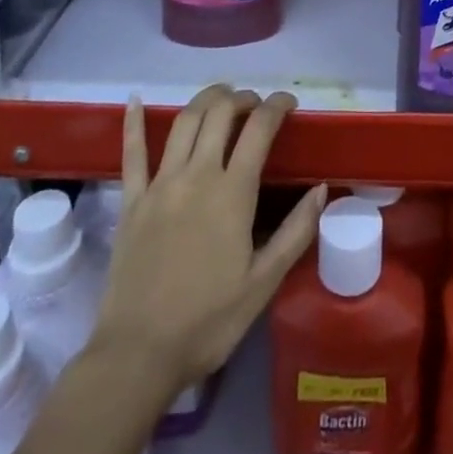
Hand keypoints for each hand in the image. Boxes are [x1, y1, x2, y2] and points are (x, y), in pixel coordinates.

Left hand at [91, 86, 325, 390]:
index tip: (289, 103)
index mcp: (232, 192)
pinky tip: (134, 100)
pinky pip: (131, 153)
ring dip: (206, 99)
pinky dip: (132, 122)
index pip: (259, 128)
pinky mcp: (131, 201)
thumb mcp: (263, 283)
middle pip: (220, 112)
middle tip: (256, 105)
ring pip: (184, 121)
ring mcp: (160, 184)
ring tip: (221, 97)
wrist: (137, 356)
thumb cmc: (208, 322)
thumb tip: (321, 189)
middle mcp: (197, 175)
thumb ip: (296, 232)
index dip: (277, 106)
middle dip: (242, 97)